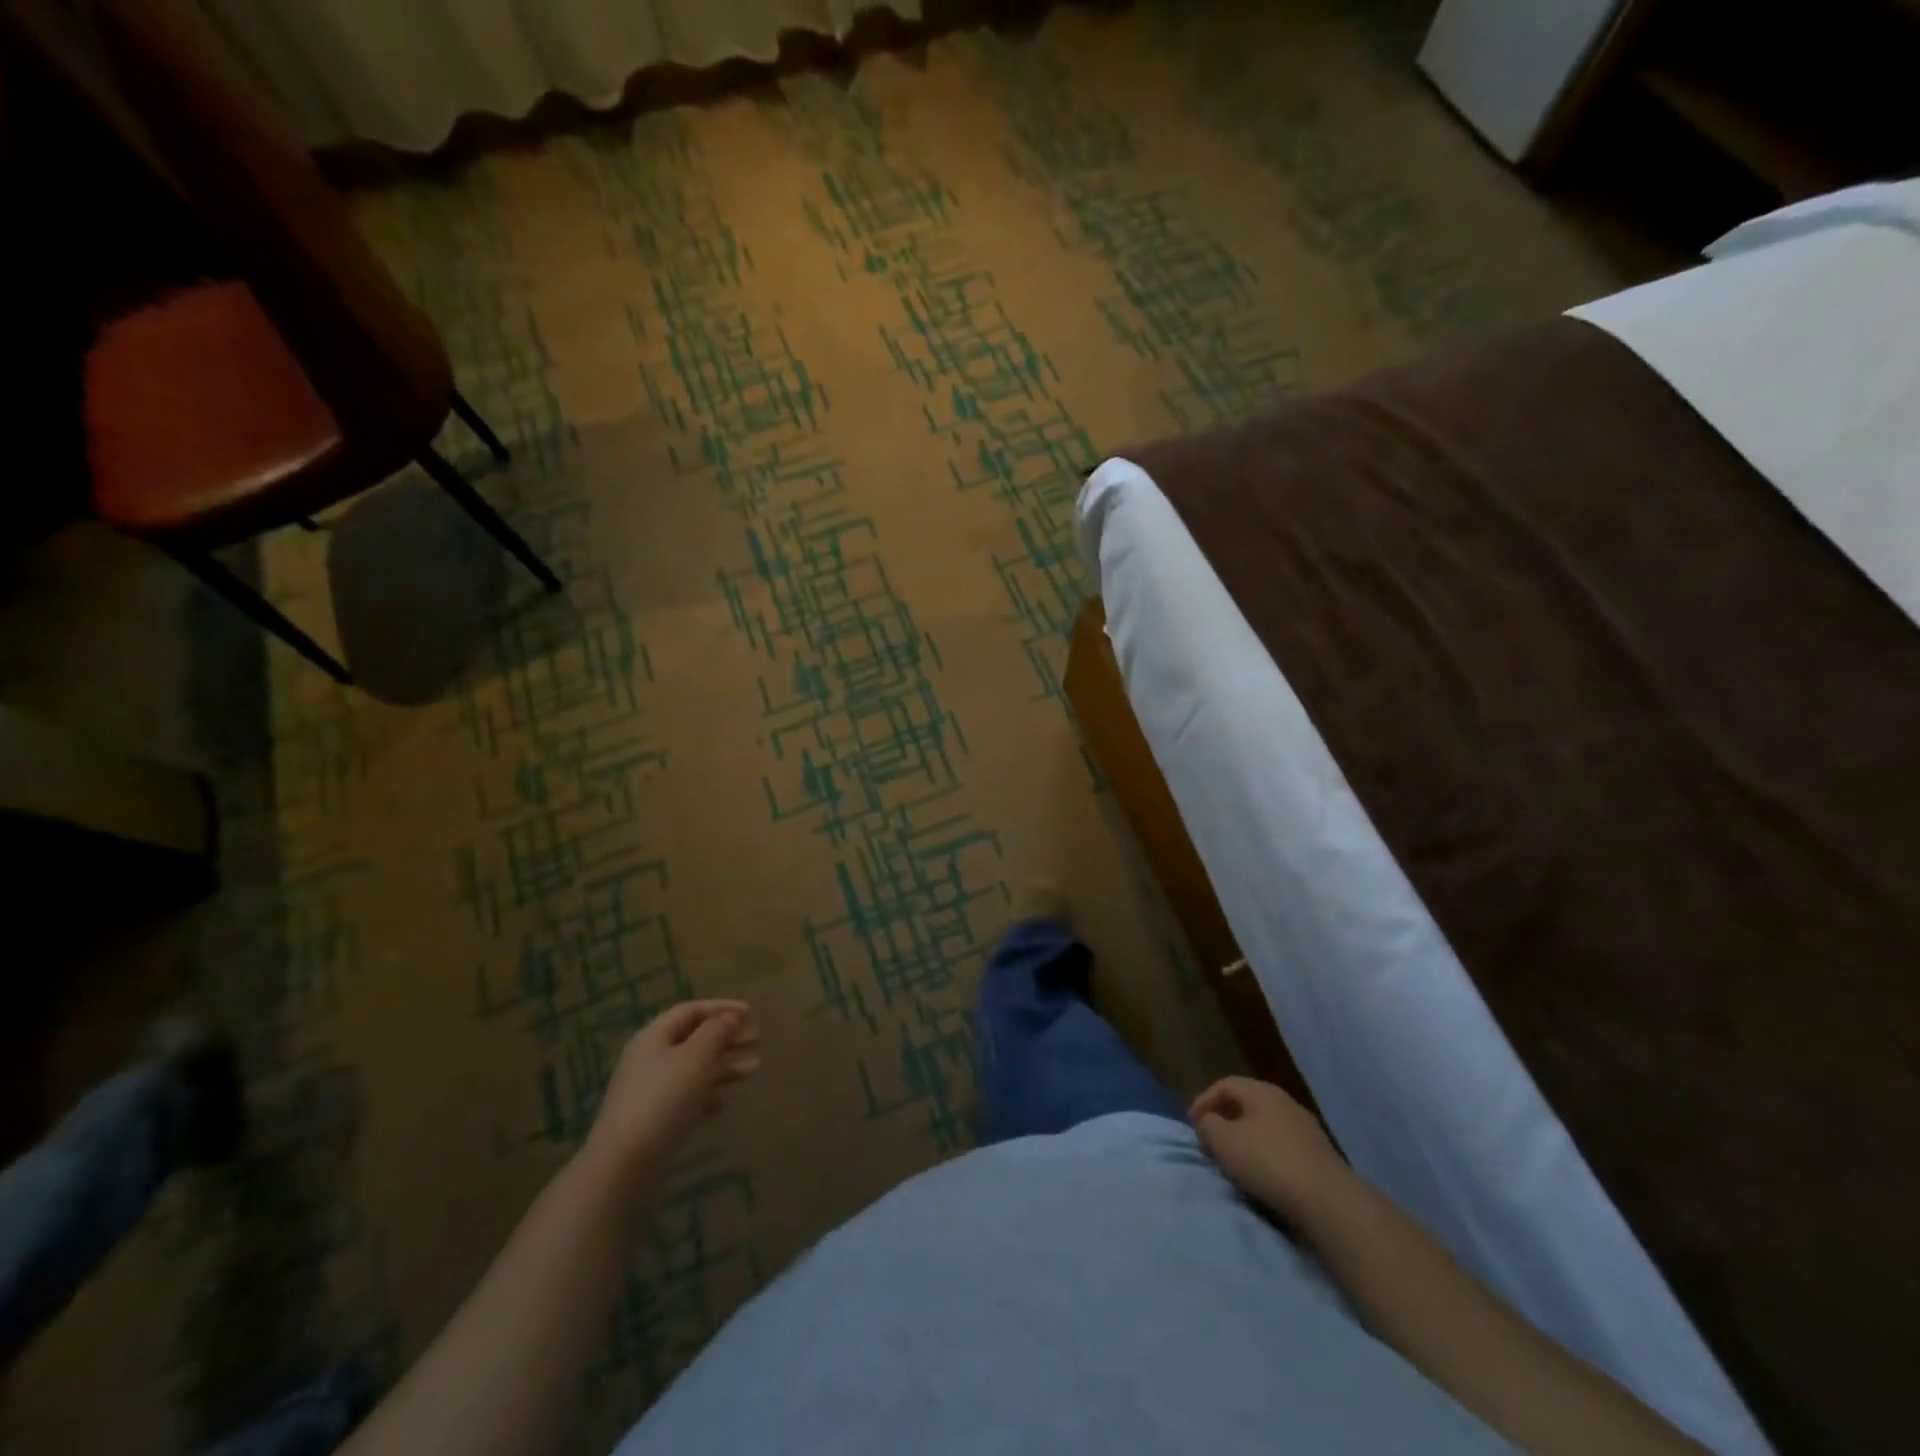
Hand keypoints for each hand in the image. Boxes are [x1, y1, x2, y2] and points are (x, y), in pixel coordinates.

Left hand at [580, 1001, 759, 1195]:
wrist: (623, 1163)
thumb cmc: (663, 1099)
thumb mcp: (696, 1058)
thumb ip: (716, 1032)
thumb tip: (730, 1017)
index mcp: (654, 1036)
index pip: (691, 1010)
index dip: (721, 1007)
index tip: (750, 1012)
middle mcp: (650, 1057)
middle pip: (694, 1038)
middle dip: (727, 1037)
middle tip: (756, 1040)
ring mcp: (650, 1089)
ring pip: (693, 1067)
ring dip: (724, 1065)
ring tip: (754, 1070)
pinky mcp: (652, 1117)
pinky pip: (685, 1095)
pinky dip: (707, 1094)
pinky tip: (721, 1104)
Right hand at [1190, 1076, 1346, 1216]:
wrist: (1329, 1201)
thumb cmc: (1269, 1162)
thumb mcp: (1224, 1141)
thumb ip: (1208, 1125)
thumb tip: (1208, 1121)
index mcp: (1261, 1091)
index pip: (1224, 1085)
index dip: (1203, 1101)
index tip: (1192, 1125)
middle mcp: (1285, 1102)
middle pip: (1246, 1104)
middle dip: (1224, 1120)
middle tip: (1210, 1142)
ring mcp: (1306, 1129)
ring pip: (1265, 1127)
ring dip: (1245, 1140)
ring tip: (1234, 1162)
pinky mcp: (1319, 1156)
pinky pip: (1282, 1147)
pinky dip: (1266, 1156)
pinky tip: (1262, 1176)